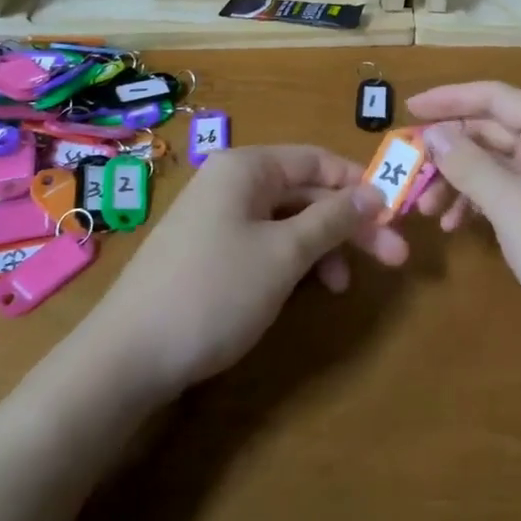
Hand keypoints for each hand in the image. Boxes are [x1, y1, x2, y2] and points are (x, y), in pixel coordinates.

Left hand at [78, 146, 406, 401]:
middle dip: (350, 224)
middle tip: (394, 257)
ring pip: (289, 221)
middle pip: (307, 192)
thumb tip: (376, 193)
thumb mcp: (285, 254)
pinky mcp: (210, 254)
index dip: (360, 185)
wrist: (124, 360)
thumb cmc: (214, 292)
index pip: (319, 160)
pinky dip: (293, 262)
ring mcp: (218, 219)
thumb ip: (334, 218)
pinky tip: (309, 290)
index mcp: (247, 167)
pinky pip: (265, 243)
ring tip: (345, 287)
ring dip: (324, 248)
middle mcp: (232, 183)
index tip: (396, 215)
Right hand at [405, 82, 520, 363]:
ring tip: (426, 210)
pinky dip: (478, 203)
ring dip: (458, 181)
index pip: (492, 96)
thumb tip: (432, 131)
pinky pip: (505, 193)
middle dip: (448, 151)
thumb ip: (467, 163)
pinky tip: (454, 226)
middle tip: (409, 169)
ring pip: (494, 165)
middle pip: (490, 131)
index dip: (448, 99)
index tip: (407, 107)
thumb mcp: (510, 203)